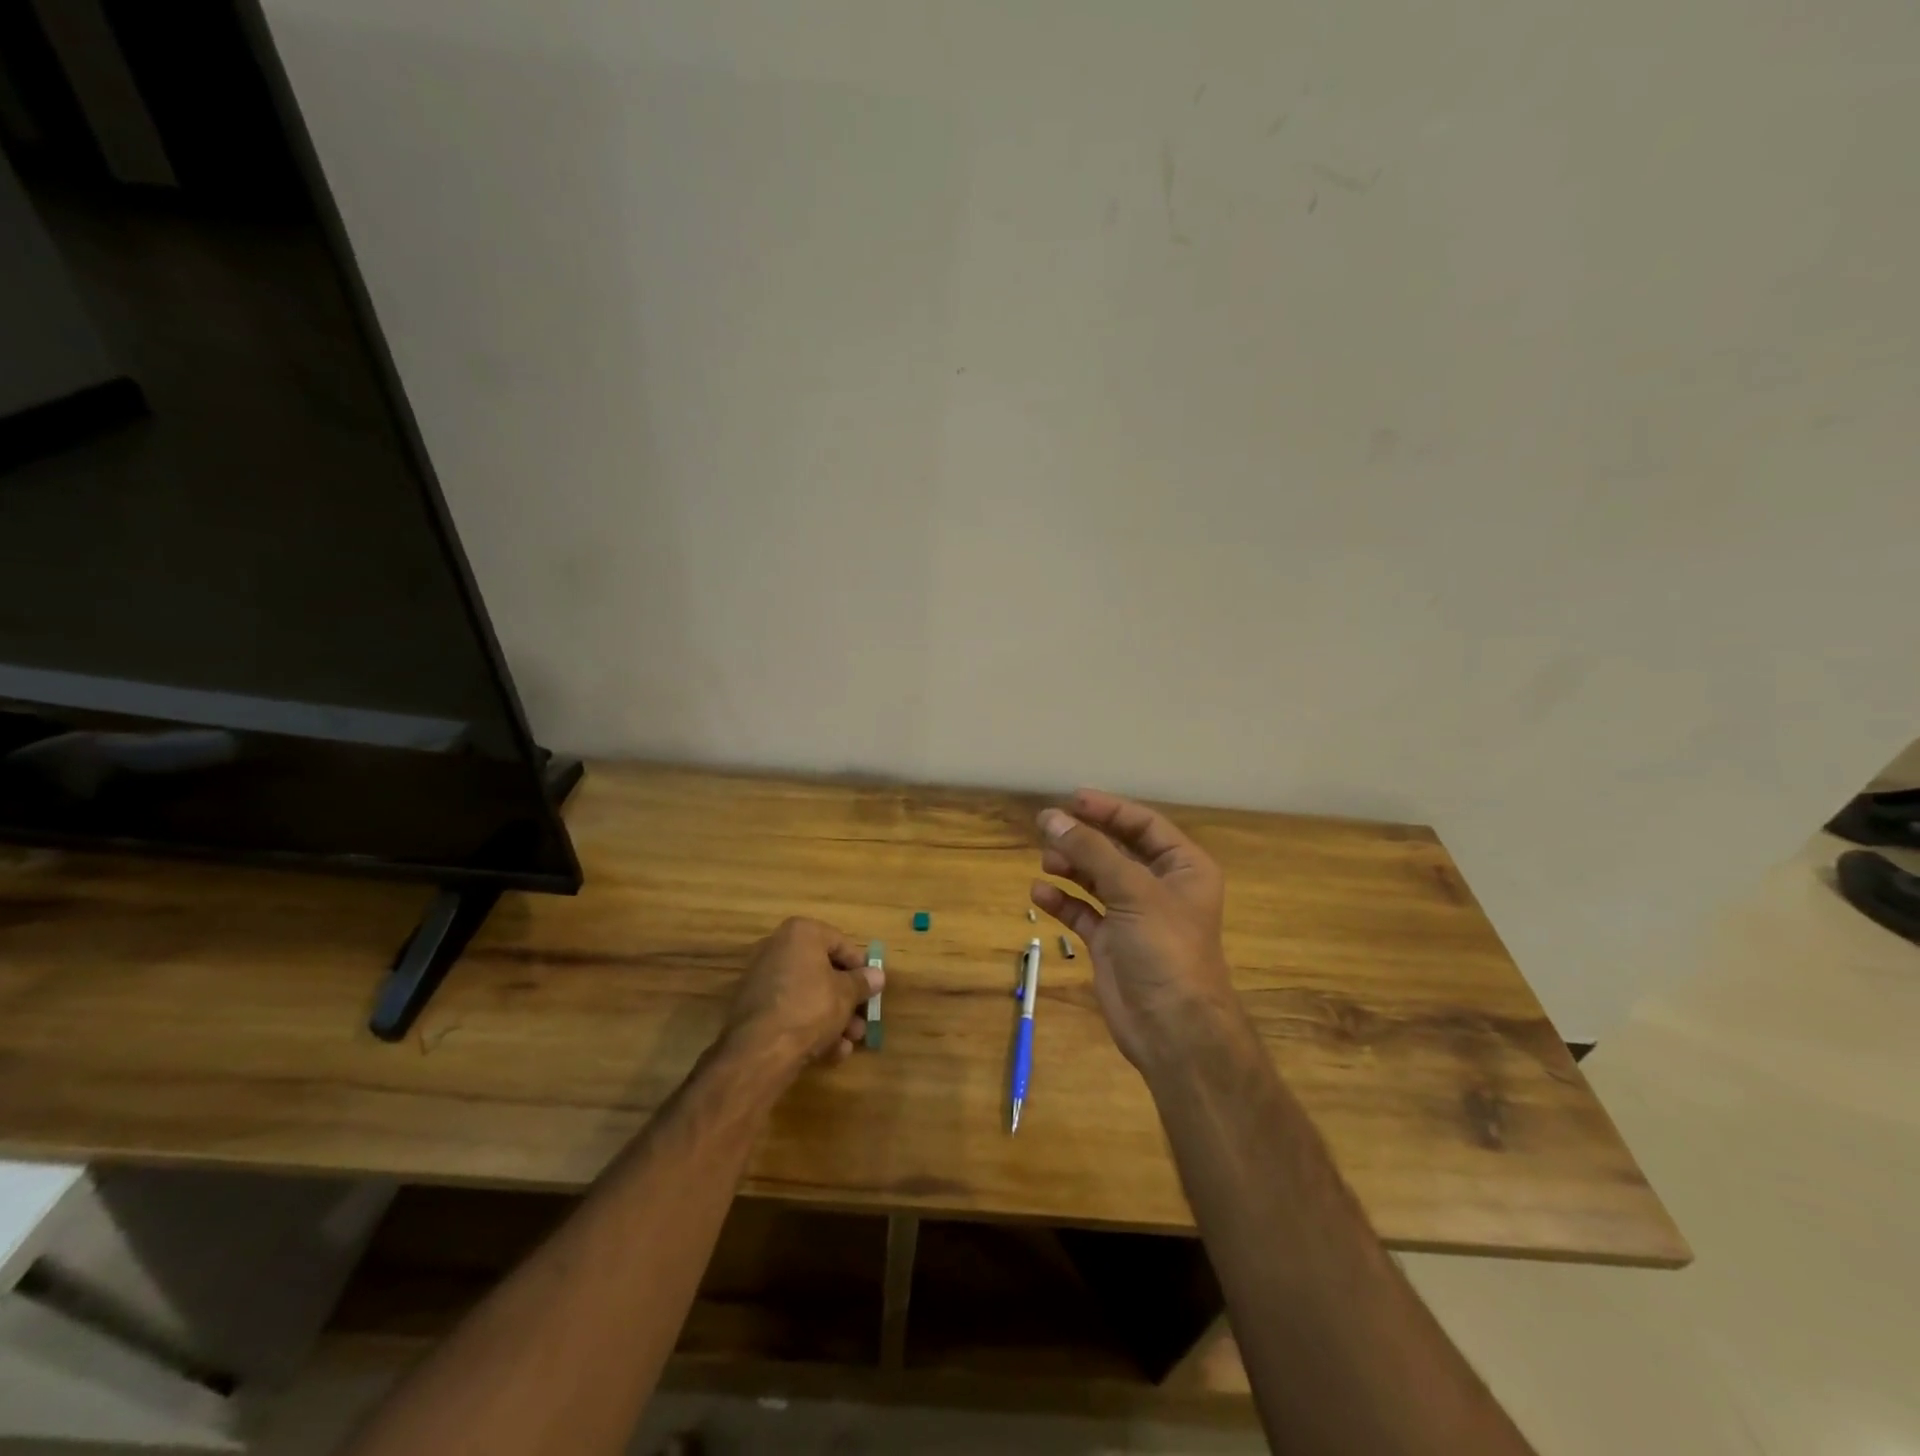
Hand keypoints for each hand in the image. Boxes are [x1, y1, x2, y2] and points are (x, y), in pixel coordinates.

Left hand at [723, 917, 880, 1077]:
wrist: (759, 1050)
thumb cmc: (810, 1008)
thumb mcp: (846, 995)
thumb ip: (863, 982)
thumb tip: (877, 975)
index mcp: (800, 933)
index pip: (840, 943)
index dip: (861, 967)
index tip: (873, 988)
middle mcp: (777, 948)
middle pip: (823, 971)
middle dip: (847, 999)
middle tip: (862, 1020)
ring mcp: (762, 979)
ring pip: (808, 995)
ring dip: (833, 1018)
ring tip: (849, 1043)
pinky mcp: (753, 1008)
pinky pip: (790, 1011)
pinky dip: (809, 1027)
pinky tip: (829, 1052)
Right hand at [1031, 790, 1238, 1072]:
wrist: (1173, 1029)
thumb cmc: (1165, 948)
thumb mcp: (1132, 890)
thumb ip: (1090, 850)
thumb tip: (1050, 816)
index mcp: (1183, 867)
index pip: (1144, 825)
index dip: (1109, 810)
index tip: (1072, 799)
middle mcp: (1160, 887)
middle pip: (1117, 849)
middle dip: (1084, 838)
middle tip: (1047, 826)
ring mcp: (1134, 916)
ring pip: (1097, 879)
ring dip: (1072, 867)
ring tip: (1046, 860)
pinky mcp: (1111, 943)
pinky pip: (1083, 912)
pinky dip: (1063, 901)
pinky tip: (1040, 894)